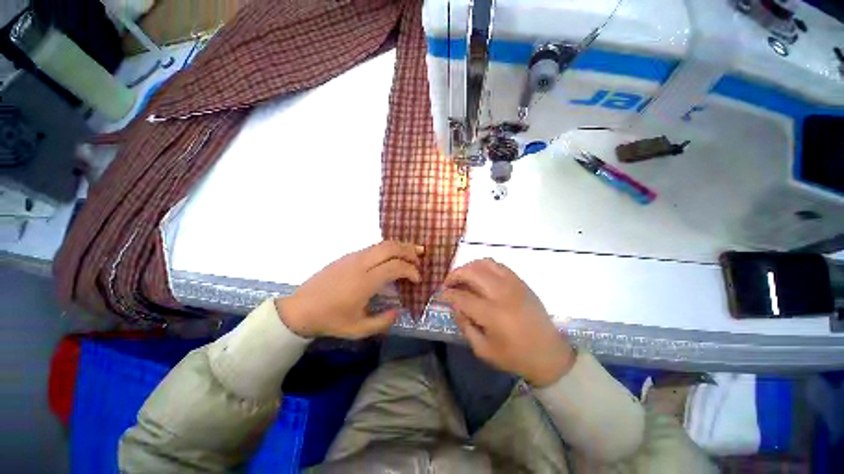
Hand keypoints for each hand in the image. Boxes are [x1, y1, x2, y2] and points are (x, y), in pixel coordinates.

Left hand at [276, 241, 422, 338]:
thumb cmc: (330, 320)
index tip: (417, 279)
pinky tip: (390, 257)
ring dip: (399, 246)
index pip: (395, 266)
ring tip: (410, 252)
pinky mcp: (347, 256)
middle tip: (419, 259)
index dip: (411, 270)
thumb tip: (397, 311)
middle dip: (408, 251)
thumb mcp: (358, 329)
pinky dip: (387, 248)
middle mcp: (361, 264)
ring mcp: (353, 257)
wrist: (300, 309)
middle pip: (390, 247)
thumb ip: (382, 322)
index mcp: (365, 281)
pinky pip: (372, 247)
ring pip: (381, 243)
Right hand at [442, 259, 575, 386]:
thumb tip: (455, 306)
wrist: (549, 353)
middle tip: (448, 283)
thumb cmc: (515, 356)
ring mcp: (513, 284)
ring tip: (463, 277)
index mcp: (492, 314)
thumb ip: (465, 325)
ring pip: (484, 263)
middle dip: (454, 275)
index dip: (448, 294)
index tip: (441, 295)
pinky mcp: (521, 281)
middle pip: (472, 272)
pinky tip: (480, 275)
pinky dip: (484, 266)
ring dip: (469, 267)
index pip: (462, 297)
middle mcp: (502, 293)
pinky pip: (498, 265)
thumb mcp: (483, 350)